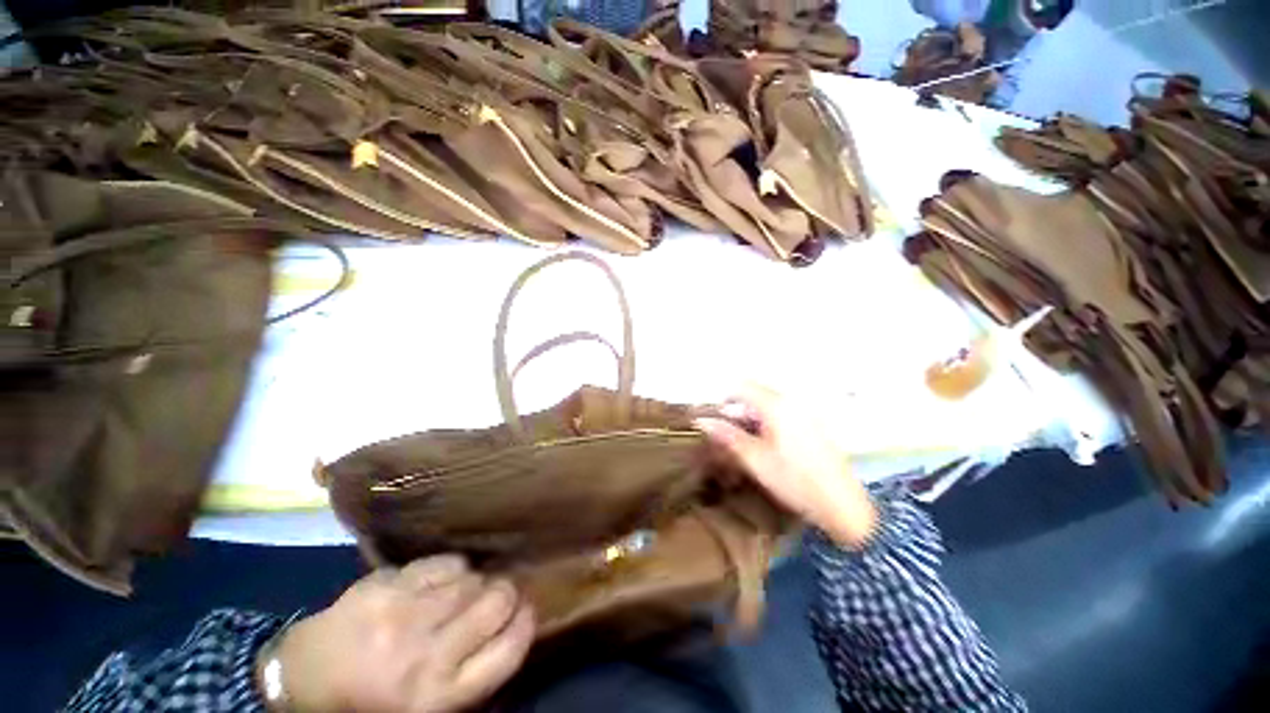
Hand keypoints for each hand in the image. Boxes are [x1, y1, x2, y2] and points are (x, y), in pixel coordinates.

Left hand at [267, 555, 534, 712]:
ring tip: (462, 594)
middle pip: (497, 602)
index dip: (527, 623)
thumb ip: (472, 674)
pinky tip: (439, 581)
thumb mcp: (426, 707)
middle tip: (497, 597)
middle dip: (506, 594)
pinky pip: (444, 563)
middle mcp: (426, 655)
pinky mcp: (387, 585)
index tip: (527, 611)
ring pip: (472, 578)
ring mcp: (404, 614)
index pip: (509, 650)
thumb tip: (512, 626)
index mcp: (438, 697)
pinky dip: (452, 569)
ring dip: (476, 583)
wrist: (299, 679)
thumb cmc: (371, 702)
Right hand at [696, 386, 877, 549]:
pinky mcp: (812, 425)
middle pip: (754, 395)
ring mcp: (804, 413)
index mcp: (777, 406)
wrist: (843, 507)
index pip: (741, 386)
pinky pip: (781, 415)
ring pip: (766, 407)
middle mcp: (792, 402)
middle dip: (736, 412)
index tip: (714, 420)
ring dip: (750, 420)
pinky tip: (766, 448)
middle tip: (725, 438)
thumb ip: (728, 436)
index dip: (723, 399)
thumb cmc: (795, 481)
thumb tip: (702, 421)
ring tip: (744, 446)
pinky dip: (766, 426)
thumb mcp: (756, 460)